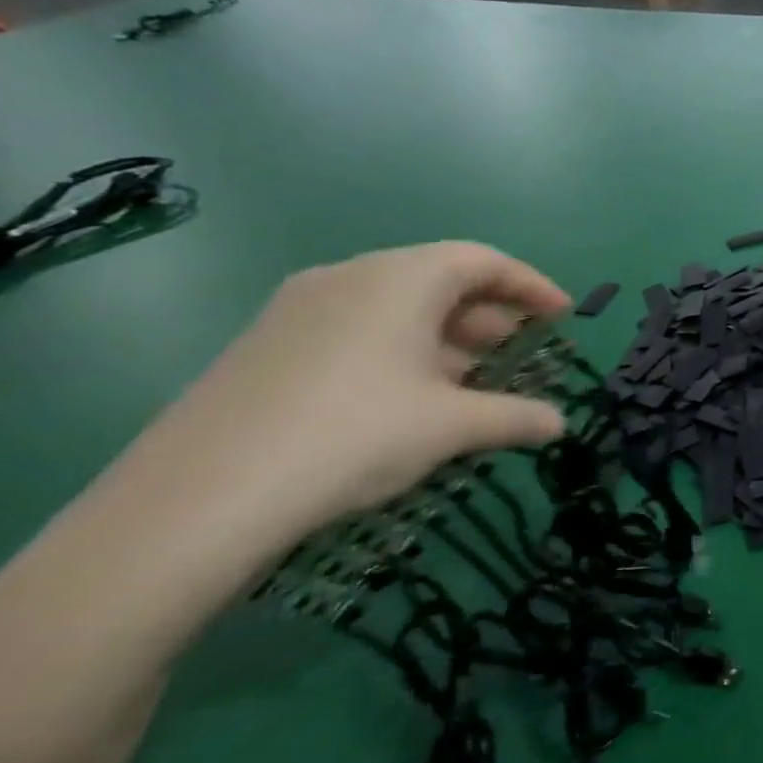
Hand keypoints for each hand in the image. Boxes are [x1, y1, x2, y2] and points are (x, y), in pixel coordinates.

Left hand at [112, 243, 569, 551]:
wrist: (197, 501)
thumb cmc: (354, 436)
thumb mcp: (452, 427)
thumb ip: (517, 417)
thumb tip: (558, 424)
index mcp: (400, 279)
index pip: (483, 261)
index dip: (532, 285)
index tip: (564, 316)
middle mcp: (349, 278)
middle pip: (441, 280)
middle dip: (493, 316)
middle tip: (524, 355)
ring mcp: (300, 310)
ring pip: (398, 308)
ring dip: (449, 339)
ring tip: (475, 384)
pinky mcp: (268, 346)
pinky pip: (359, 330)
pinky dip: (403, 352)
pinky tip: (412, 399)